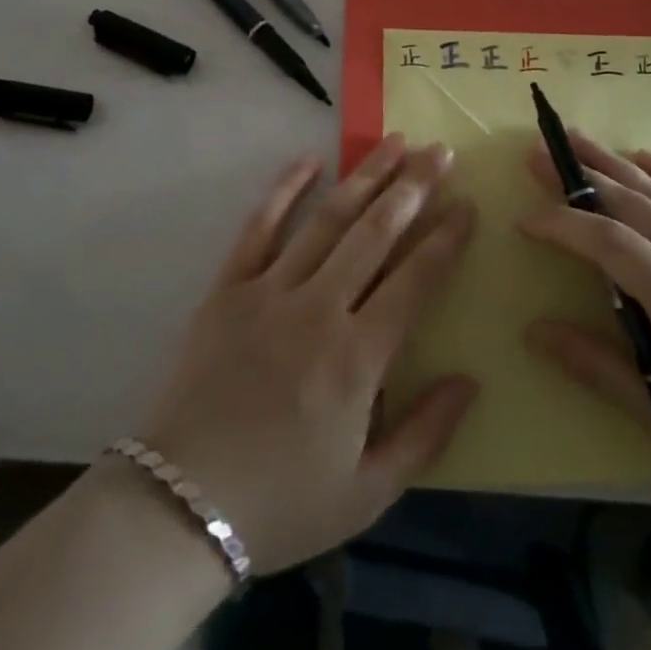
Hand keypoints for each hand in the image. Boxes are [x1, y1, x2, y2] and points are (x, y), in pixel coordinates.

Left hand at [137, 135, 477, 573]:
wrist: (179, 507)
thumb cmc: (282, 503)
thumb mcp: (368, 493)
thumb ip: (426, 435)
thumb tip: (472, 380)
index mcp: (358, 358)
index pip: (415, 280)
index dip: (445, 238)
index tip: (467, 203)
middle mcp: (319, 309)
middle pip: (376, 233)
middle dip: (413, 187)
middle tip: (440, 151)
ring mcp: (270, 291)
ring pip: (327, 219)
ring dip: (364, 177)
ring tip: (393, 142)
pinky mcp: (228, 287)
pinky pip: (260, 227)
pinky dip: (285, 189)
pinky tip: (308, 159)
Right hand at [519, 134, 650, 553]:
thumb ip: (599, 367)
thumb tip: (534, 331)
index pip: (613, 245)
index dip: (565, 226)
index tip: (525, 219)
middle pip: (638, 206)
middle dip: (583, 177)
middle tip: (539, 153)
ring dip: (620, 166)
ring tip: (580, 141)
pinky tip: (650, 159)